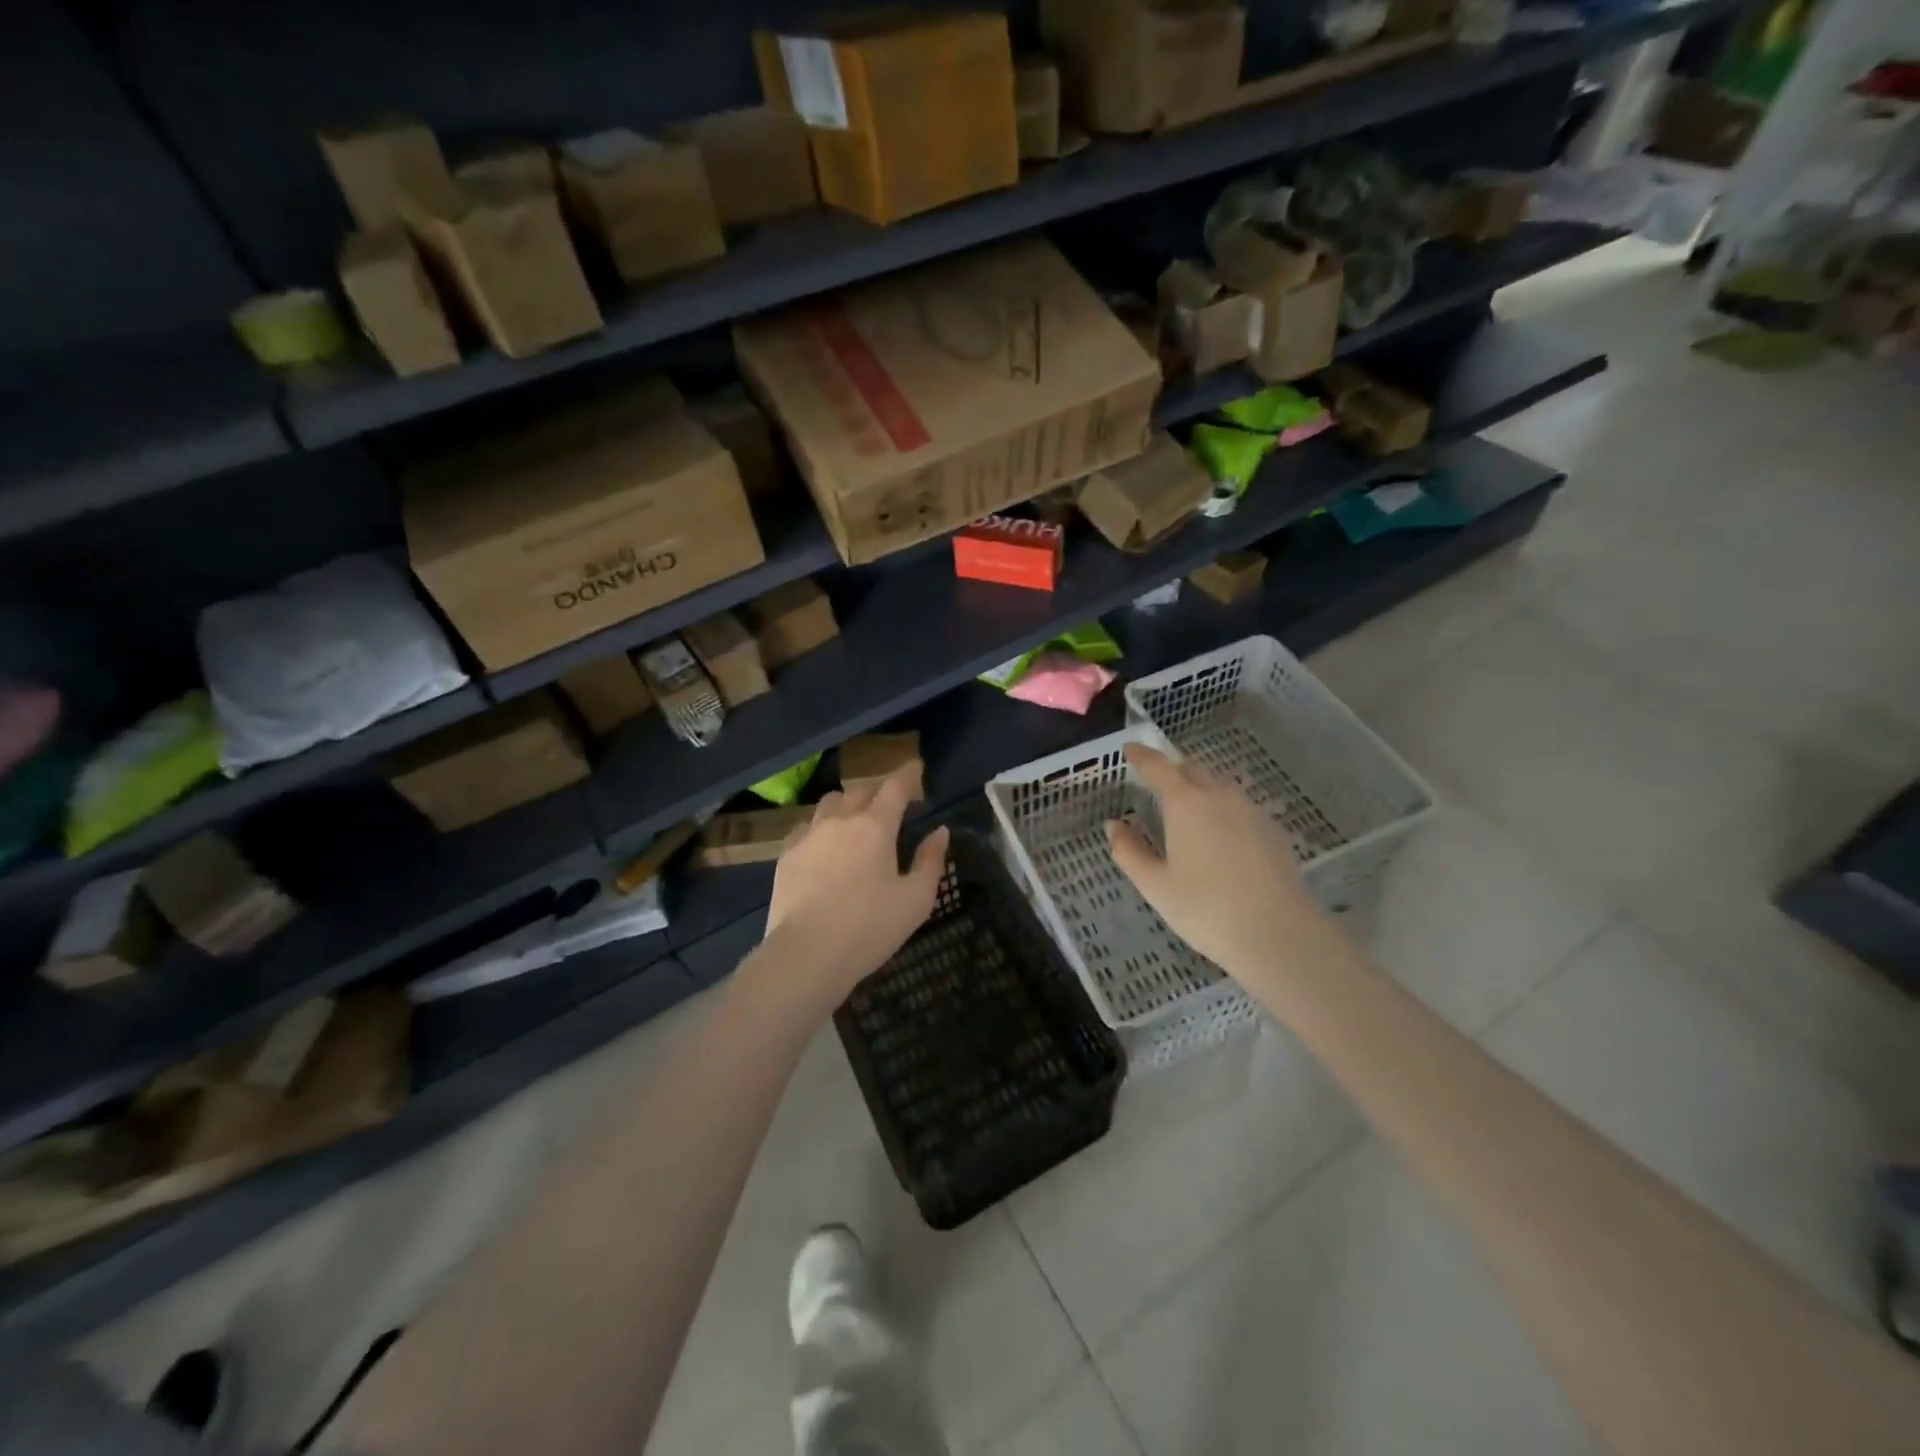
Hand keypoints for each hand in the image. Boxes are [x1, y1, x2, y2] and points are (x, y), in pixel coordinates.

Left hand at [759, 769, 947, 1008]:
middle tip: (890, 805)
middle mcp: (841, 819)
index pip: (896, 786)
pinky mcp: (787, 854)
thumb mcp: (916, 899)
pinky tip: (823, 845)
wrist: (807, 954)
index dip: (909, 775)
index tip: (916, 769)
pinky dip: (820, 826)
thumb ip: (930, 860)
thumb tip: (940, 831)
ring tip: (854, 821)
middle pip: (861, 790)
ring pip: (829, 802)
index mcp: (876, 825)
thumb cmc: (870, 927)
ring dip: (847, 804)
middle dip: (878, 791)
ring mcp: (809, 834)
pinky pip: (805, 826)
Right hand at [1105, 743, 1329, 995]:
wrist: (1279, 935)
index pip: (1159, 767)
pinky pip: (1240, 808)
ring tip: (1187, 814)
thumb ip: (1129, 851)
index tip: (1130, 749)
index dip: (1142, 755)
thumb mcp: (1156, 886)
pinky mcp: (1273, 830)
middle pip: (1192, 769)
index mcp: (1186, 804)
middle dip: (1172, 771)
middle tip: (1156, 785)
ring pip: (1219, 787)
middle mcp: (1220, 796)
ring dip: (1199, 790)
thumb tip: (1114, 825)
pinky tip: (1220, 839)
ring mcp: (1251, 811)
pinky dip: (1222, 811)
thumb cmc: (1207, 910)